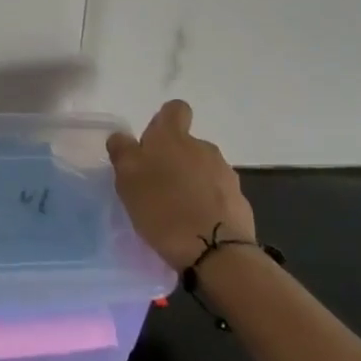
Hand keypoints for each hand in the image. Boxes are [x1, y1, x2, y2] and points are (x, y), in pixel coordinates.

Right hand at [107, 100, 255, 272]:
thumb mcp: (128, 180)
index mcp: (173, 137)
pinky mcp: (239, 199)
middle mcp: (202, 147)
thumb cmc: (162, 209)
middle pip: (187, 144)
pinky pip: (217, 193)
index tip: (152, 144)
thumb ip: (123, 152)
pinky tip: (195, 225)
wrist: (215, 250)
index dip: (164, 121)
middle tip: (156, 186)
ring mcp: (225, 173)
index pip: (175, 109)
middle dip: (174, 159)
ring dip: (190, 182)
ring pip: (202, 169)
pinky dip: (206, 203)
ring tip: (175, 210)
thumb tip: (122, 138)